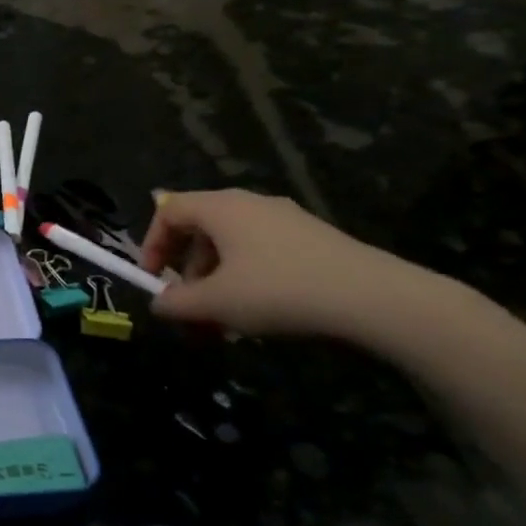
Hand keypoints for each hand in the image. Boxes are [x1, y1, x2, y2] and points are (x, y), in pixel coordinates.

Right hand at [139, 189, 452, 341]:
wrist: (374, 298)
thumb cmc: (279, 291)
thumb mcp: (215, 303)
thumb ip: (175, 302)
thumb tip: (159, 302)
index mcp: (222, 208)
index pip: (168, 210)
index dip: (151, 243)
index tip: (152, 280)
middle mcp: (251, 204)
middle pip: (199, 228)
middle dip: (184, 270)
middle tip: (188, 307)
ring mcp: (285, 220)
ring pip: (231, 245)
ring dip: (214, 281)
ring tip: (221, 321)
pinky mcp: (312, 239)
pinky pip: (261, 253)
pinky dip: (245, 280)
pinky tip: (258, 313)